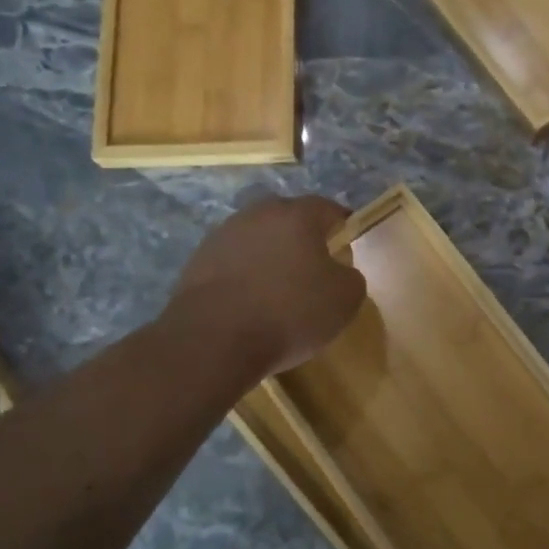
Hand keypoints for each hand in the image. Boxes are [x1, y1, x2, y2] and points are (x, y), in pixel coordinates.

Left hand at [168, 195, 366, 375]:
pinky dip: (246, 277)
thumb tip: (340, 272)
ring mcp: (222, 236)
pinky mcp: (197, 262)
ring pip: (258, 240)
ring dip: (271, 257)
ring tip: (281, 290)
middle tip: (316, 270)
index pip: (328, 209)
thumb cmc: (291, 311)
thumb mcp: (345, 298)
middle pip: (288, 220)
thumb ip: (350, 276)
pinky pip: (234, 263)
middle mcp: (257, 214)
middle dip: (304, 240)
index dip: (342, 227)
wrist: (215, 339)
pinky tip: (252, 305)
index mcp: (296, 215)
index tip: (348, 248)